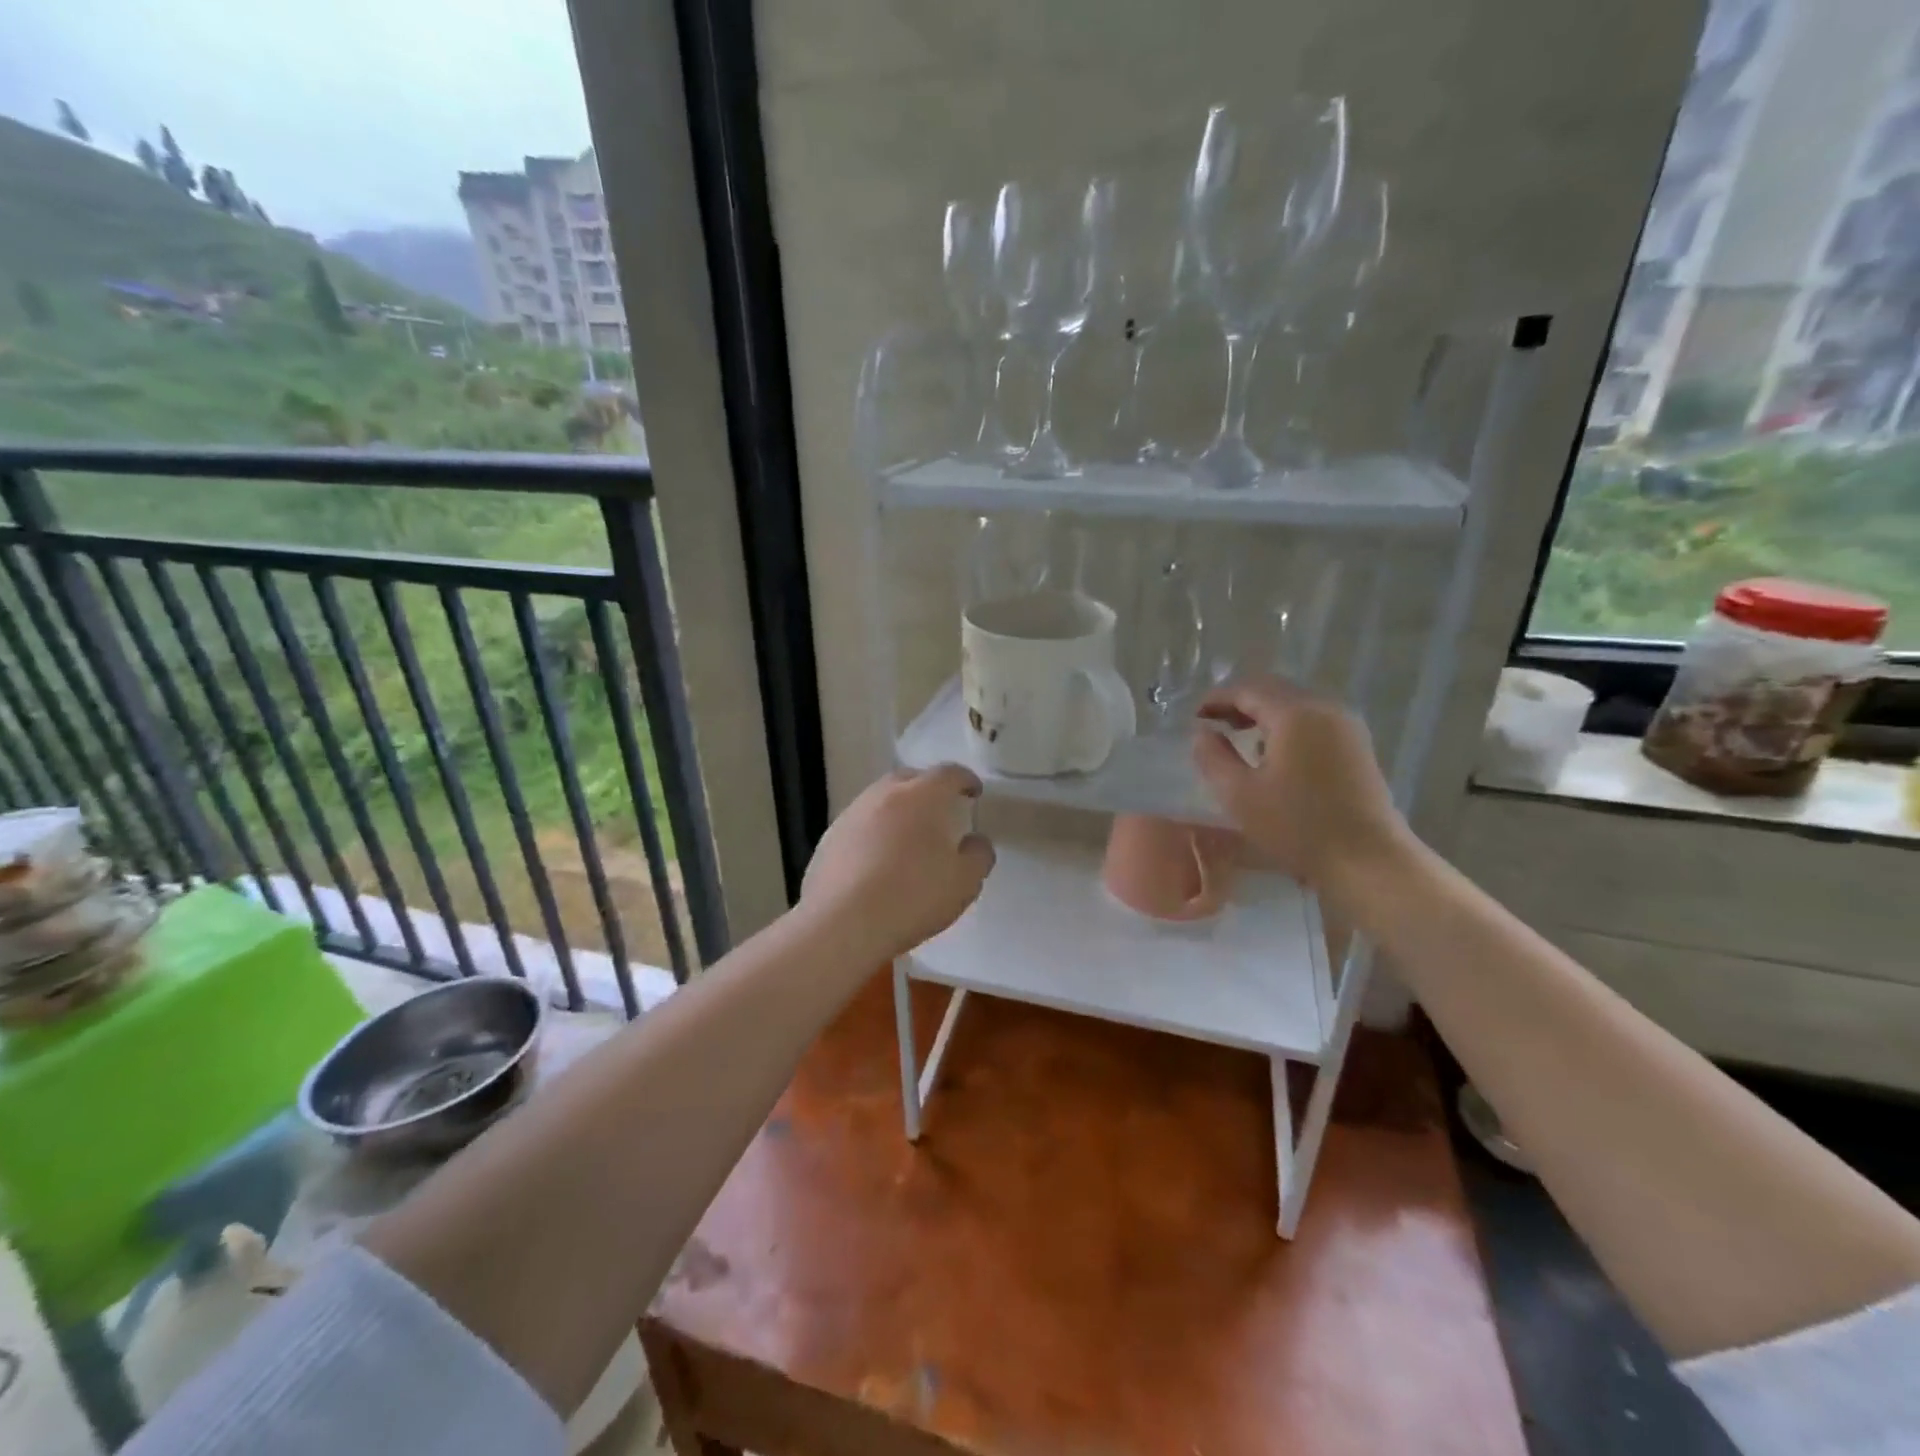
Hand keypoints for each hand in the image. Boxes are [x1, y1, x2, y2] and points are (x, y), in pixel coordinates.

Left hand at [799, 764, 994, 962]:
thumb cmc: (912, 897)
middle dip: (928, 788)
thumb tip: (975, 842)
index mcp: (921, 796)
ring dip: (897, 810)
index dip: (965, 779)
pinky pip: (859, 826)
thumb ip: (978, 855)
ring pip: (880, 800)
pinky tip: (877, 861)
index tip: (974, 792)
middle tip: (940, 810)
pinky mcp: (828, 840)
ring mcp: (851, 816)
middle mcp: (883, 795)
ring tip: (907, 836)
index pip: (948, 773)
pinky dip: (873, 833)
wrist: (842, 925)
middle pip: (909, 778)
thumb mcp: (964, 882)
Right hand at [1193, 676, 1410, 891]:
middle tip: (1212, 723)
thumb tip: (1202, 733)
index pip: (1247, 689)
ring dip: (1264, 712)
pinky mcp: (1357, 745)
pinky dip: (1287, 724)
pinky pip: (1313, 719)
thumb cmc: (1297, 826)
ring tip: (1239, 736)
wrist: (1368, 860)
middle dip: (1239, 702)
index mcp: (1294, 713)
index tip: (1194, 717)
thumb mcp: (1239, 795)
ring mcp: (1346, 725)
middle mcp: (1324, 708)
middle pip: (1274, 690)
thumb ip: (1213, 757)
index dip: (1216, 698)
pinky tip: (1273, 752)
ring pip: (1295, 703)